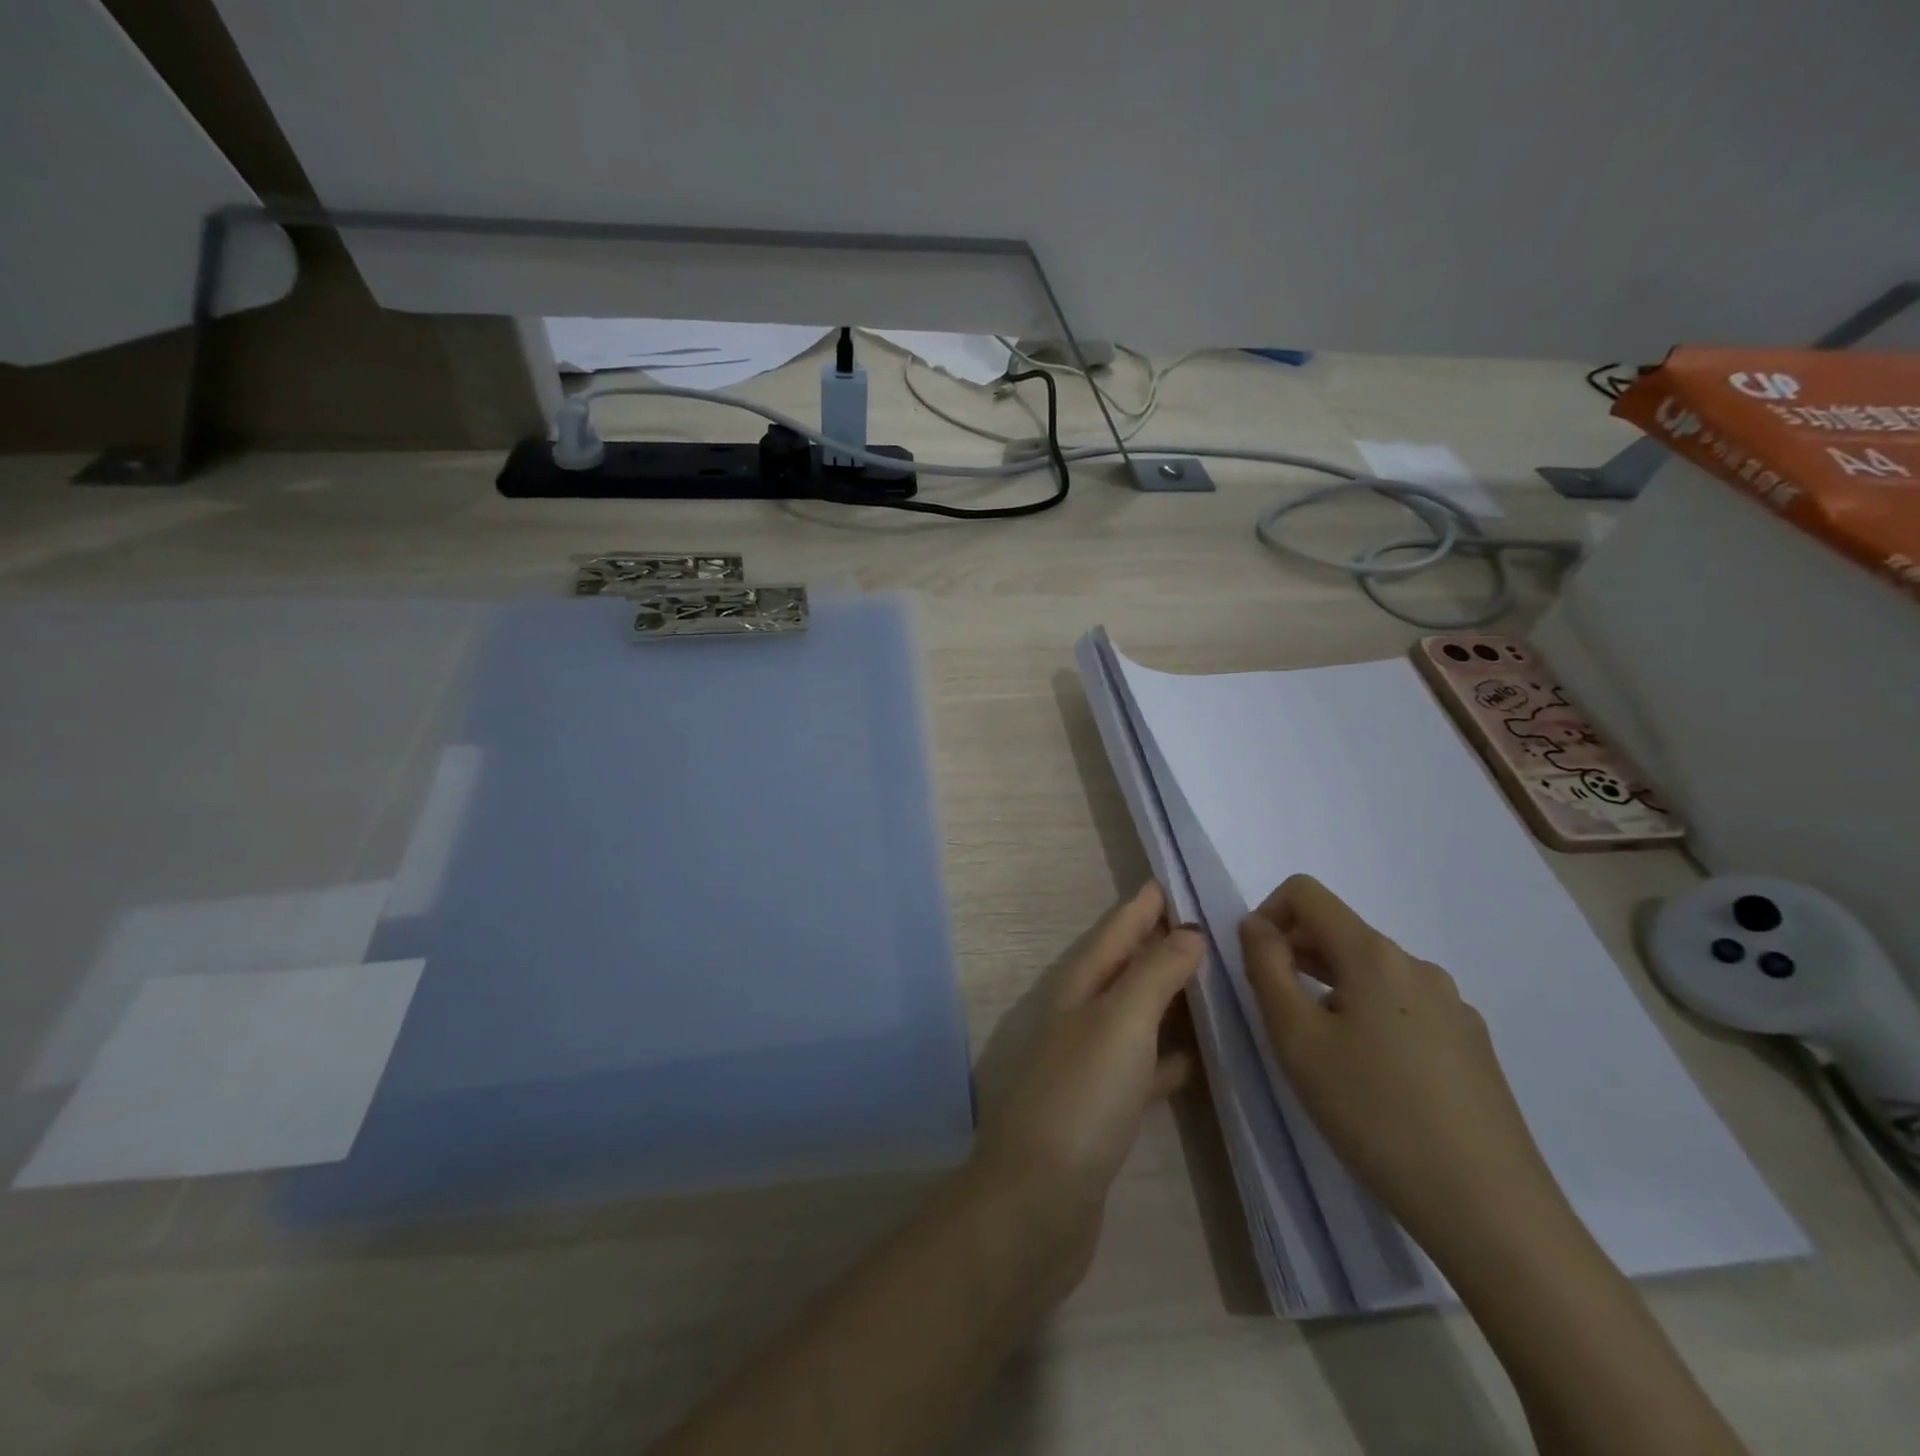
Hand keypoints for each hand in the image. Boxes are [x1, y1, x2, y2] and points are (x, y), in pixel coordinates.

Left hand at [969, 882, 1202, 1278]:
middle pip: (1123, 970)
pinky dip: (1169, 1056)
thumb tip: (1187, 930)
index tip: (1166, 881)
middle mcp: (1080, 1018)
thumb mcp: (1120, 1022)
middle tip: (1202, 926)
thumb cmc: (1081, 1097)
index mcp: (1078, 989)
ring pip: (1135, 1016)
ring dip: (1166, 997)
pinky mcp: (1105, 1111)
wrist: (1039, 1200)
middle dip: (1155, 944)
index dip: (1139, 907)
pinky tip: (1196, 1059)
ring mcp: (1091, 1065)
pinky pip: (1144, 1067)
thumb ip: (1154, 973)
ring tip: (1210, 982)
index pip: (1114, 933)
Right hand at [1238, 876, 1568, 1260]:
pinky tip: (1374, 1079)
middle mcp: (1417, 965)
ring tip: (1324, 1054)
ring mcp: (1452, 1005)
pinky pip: (1403, 1007)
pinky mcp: (1472, 1044)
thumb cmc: (1374, 1114)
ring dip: (1332, 990)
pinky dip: (1370, 1018)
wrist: (1489, 1210)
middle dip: (1297, 956)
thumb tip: (1255, 924)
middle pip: (1340, 932)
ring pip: (1371, 972)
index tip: (1257, 967)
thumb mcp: (1296, 1039)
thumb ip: (1266, 967)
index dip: (1268, 914)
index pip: (1306, 892)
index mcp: (1374, 954)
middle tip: (1280, 1017)